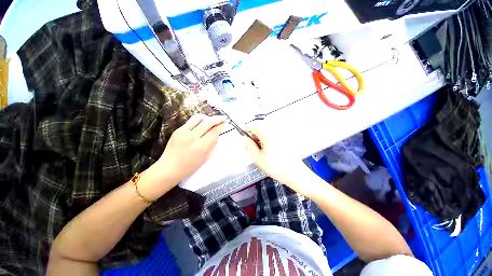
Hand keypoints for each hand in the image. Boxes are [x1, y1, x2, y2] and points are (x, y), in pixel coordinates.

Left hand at [140, 114, 225, 199]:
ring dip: (207, 117)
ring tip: (212, 120)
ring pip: (198, 118)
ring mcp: (183, 132)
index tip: (225, 124)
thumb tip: (216, 135)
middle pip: (207, 122)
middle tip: (223, 118)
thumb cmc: (188, 167)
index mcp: (200, 146)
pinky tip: (202, 123)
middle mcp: (192, 137)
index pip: (213, 132)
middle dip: (217, 119)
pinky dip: (199, 121)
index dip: (221, 127)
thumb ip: (212, 145)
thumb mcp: (205, 158)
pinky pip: (190, 121)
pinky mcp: (177, 130)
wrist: (168, 169)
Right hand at [243, 122, 318, 196]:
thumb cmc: (275, 166)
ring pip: (265, 131)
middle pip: (259, 127)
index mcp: (267, 133)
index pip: (253, 125)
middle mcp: (275, 130)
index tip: (242, 135)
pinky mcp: (284, 138)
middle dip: (253, 135)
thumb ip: (249, 146)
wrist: (294, 173)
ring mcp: (281, 134)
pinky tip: (268, 150)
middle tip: (251, 147)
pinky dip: (267, 140)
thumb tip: (245, 139)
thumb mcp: (257, 158)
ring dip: (260, 138)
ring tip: (260, 151)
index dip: (246, 129)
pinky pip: (272, 135)